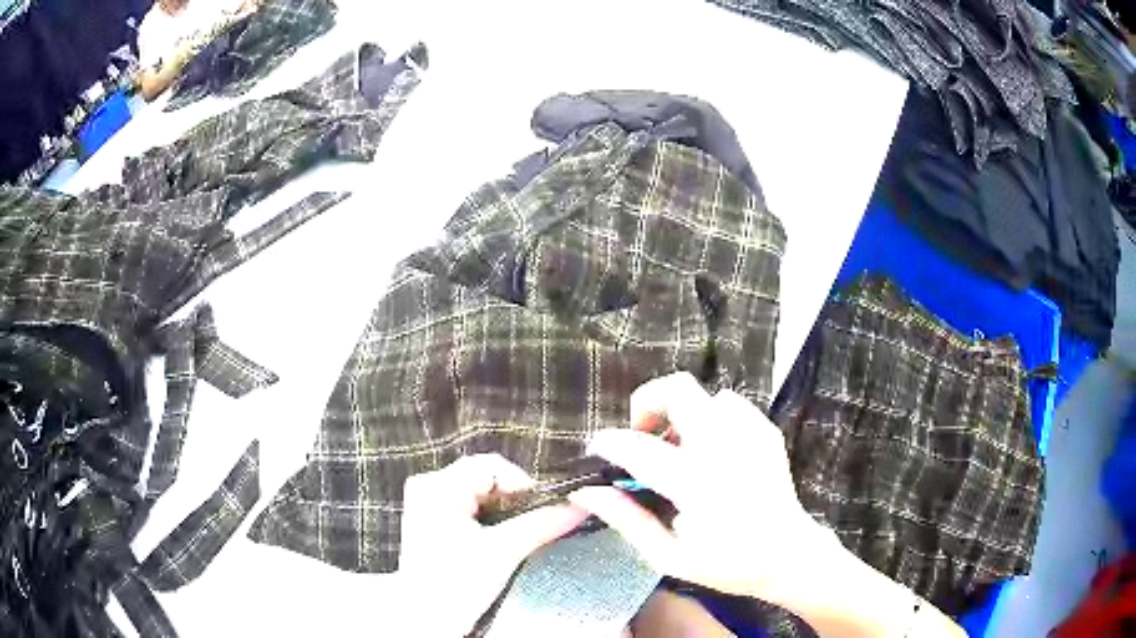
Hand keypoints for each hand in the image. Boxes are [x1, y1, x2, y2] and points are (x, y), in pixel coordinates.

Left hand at [397, 454, 587, 635]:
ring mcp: (428, 502)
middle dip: (516, 497)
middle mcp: (429, 487)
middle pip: (486, 476)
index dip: (524, 483)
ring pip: (481, 490)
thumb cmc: (455, 586)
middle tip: (538, 519)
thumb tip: (578, 506)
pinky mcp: (433, 518)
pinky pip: (471, 503)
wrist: (427, 619)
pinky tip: (501, 535)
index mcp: (438, 488)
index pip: (491, 466)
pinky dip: (492, 515)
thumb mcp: (504, 552)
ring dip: (506, 507)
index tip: (547, 506)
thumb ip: (543, 524)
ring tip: (520, 529)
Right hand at [568, 372, 833, 604]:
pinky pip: (729, 406)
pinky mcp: (766, 431)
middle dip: (647, 403)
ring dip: (681, 414)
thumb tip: (585, 492)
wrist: (788, 556)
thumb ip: (626, 519)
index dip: (609, 442)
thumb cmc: (726, 564)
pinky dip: (710, 419)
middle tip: (642, 436)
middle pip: (677, 389)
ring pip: (704, 395)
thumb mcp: (667, 555)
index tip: (598, 449)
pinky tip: (711, 452)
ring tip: (679, 450)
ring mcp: (751, 434)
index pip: (638, 447)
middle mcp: (724, 447)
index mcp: (696, 483)